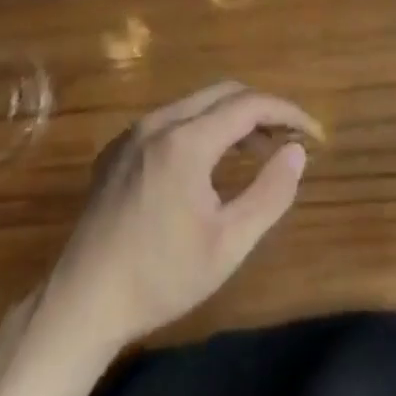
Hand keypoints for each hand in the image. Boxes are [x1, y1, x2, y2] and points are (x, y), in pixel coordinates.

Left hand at [47, 82, 318, 350]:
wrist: (82, 302)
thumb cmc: (161, 277)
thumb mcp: (228, 244)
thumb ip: (269, 193)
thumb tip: (296, 151)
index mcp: (186, 140)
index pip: (249, 105)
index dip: (287, 113)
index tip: (314, 134)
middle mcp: (158, 122)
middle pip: (222, 93)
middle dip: (261, 109)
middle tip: (288, 139)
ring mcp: (133, 133)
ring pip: (195, 104)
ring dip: (230, 118)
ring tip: (256, 152)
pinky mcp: (117, 149)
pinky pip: (169, 121)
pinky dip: (200, 128)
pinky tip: (206, 166)